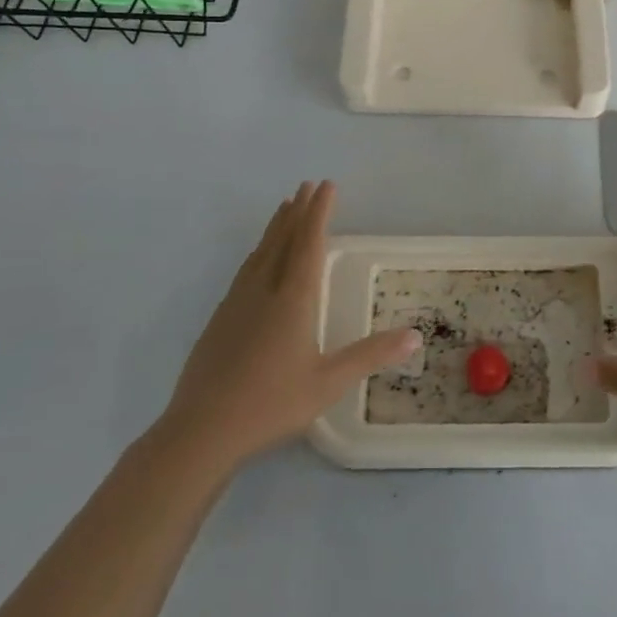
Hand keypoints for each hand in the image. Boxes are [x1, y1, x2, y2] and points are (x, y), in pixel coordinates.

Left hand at [154, 181, 418, 473]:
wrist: (201, 431)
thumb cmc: (271, 404)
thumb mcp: (329, 382)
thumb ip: (372, 355)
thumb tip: (416, 335)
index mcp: (292, 299)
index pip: (309, 243)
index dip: (319, 212)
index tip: (326, 185)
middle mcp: (263, 290)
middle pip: (283, 240)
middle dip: (298, 211)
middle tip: (307, 186)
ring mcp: (236, 303)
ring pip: (260, 252)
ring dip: (276, 228)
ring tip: (284, 209)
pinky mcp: (218, 320)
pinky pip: (245, 271)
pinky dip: (258, 252)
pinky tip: (256, 262)